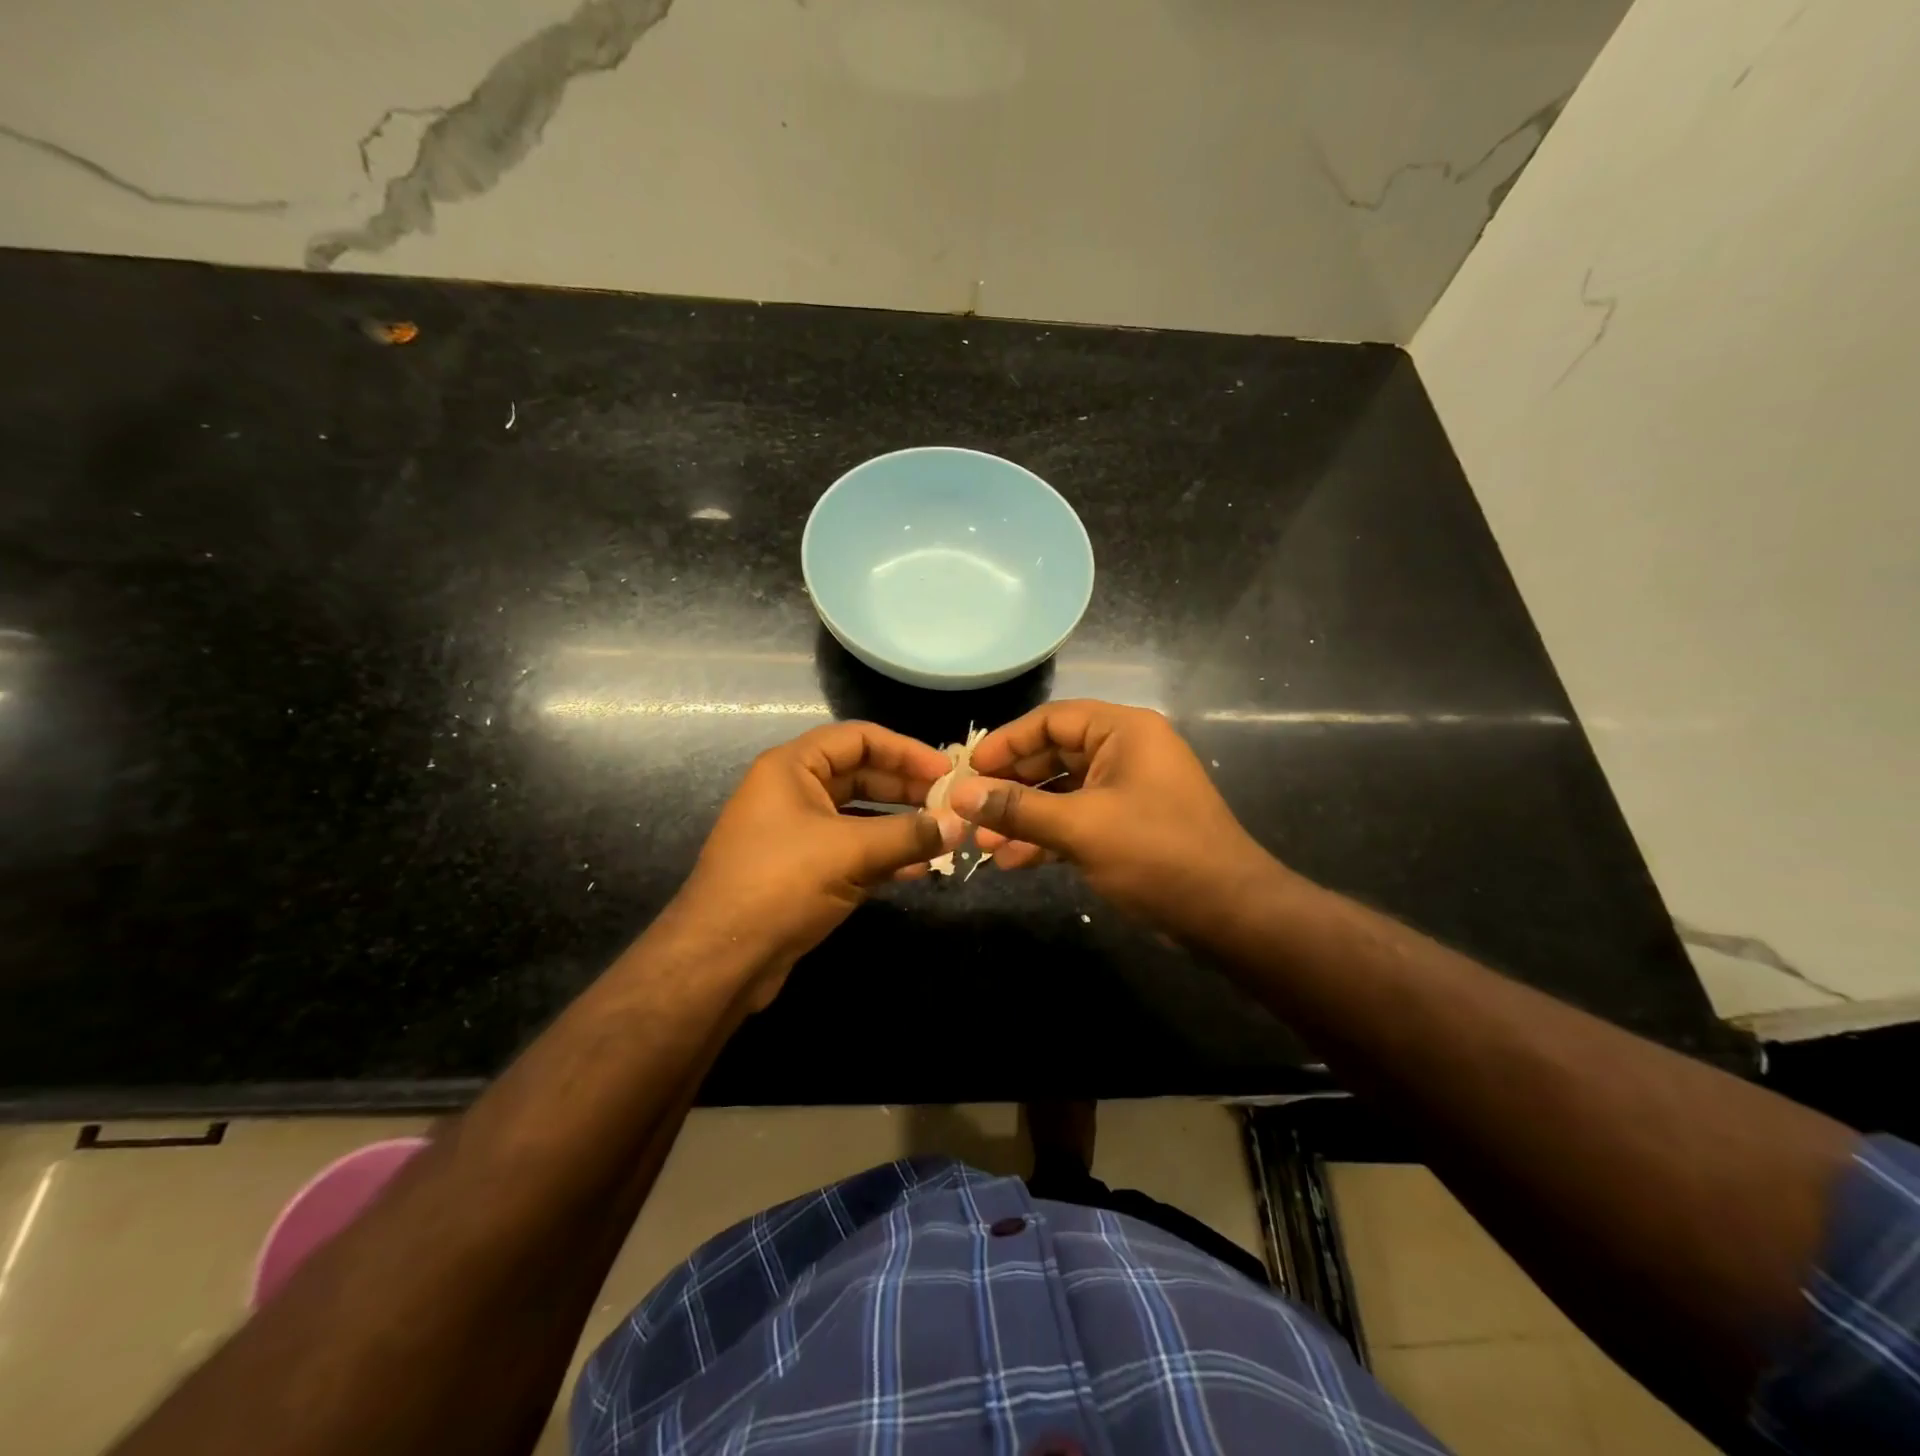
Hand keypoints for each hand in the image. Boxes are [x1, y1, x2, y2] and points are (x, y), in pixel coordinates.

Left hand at [678, 721, 959, 1005]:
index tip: (947, 772)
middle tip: (951, 805)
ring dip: (899, 824)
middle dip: (907, 789)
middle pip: (861, 775)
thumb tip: (959, 824)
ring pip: (859, 816)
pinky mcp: (802, 870)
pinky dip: (883, 855)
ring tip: (942, 836)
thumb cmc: (781, 884)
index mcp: (792, 767)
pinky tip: (917, 869)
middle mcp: (792, 791)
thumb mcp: (851, 853)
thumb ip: (909, 835)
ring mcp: (796, 832)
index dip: (906, 751)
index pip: (859, 739)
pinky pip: (851, 850)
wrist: (722, 959)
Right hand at [950, 700, 1284, 940]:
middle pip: (1053, 756)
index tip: (967, 770)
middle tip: (969, 810)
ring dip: (1023, 817)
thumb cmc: (1157, 854)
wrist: (1228, 914)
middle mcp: (1125, 752)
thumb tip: (959, 795)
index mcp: (1123, 732)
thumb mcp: (1081, 828)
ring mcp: (1127, 791)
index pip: (1051, 720)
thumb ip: (1018, 808)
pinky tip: (1013, 861)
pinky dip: (1047, 837)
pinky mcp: (1127, 826)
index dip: (1006, 743)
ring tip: (983, 846)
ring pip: (1061, 793)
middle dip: (1010, 787)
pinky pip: (1077, 820)